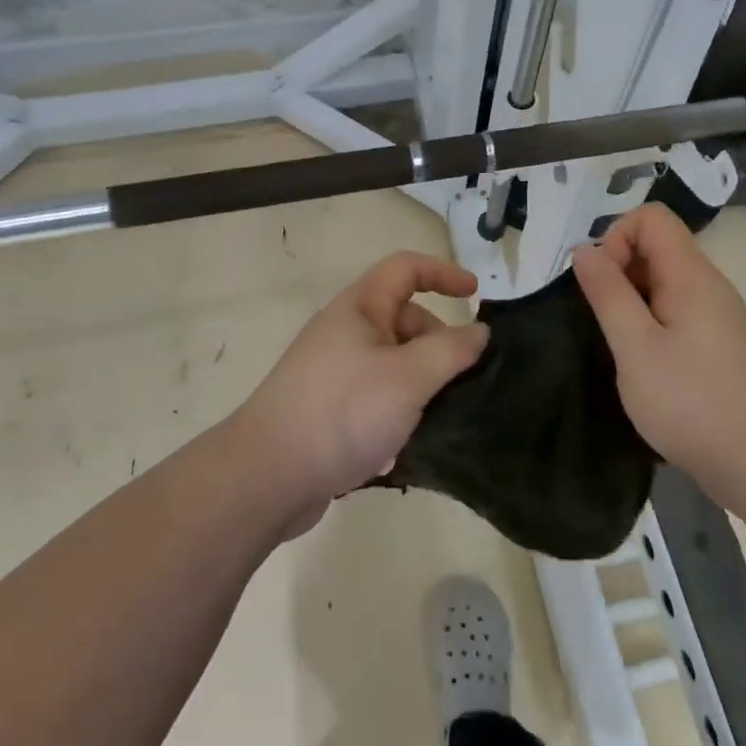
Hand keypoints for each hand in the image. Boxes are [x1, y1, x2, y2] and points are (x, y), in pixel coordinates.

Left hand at [233, 252, 488, 526]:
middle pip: (403, 320)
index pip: (406, 269)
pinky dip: (398, 412)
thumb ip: (451, 351)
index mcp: (359, 308)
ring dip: (421, 384)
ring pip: (394, 363)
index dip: (443, 273)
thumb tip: (479, 332)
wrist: (267, 476)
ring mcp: (334, 372)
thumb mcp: (409, 378)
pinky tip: (404, 446)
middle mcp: (345, 332)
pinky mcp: (329, 409)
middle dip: (437, 343)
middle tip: (458, 381)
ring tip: (435, 419)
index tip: (476, 296)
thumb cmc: (343, 412)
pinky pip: (376, 397)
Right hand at [571, 205, 745, 507]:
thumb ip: (608, 294)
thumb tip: (585, 249)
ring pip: (662, 281)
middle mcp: (708, 285)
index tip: (601, 285)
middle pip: (656, 246)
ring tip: (618, 345)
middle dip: (619, 270)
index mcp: (692, 275)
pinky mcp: (716, 344)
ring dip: (630, 300)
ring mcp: (716, 315)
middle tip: (603, 320)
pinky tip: (641, 363)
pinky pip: (674, 310)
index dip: (617, 238)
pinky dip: (648, 322)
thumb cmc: (693, 403)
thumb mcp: (636, 347)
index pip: (651, 217)